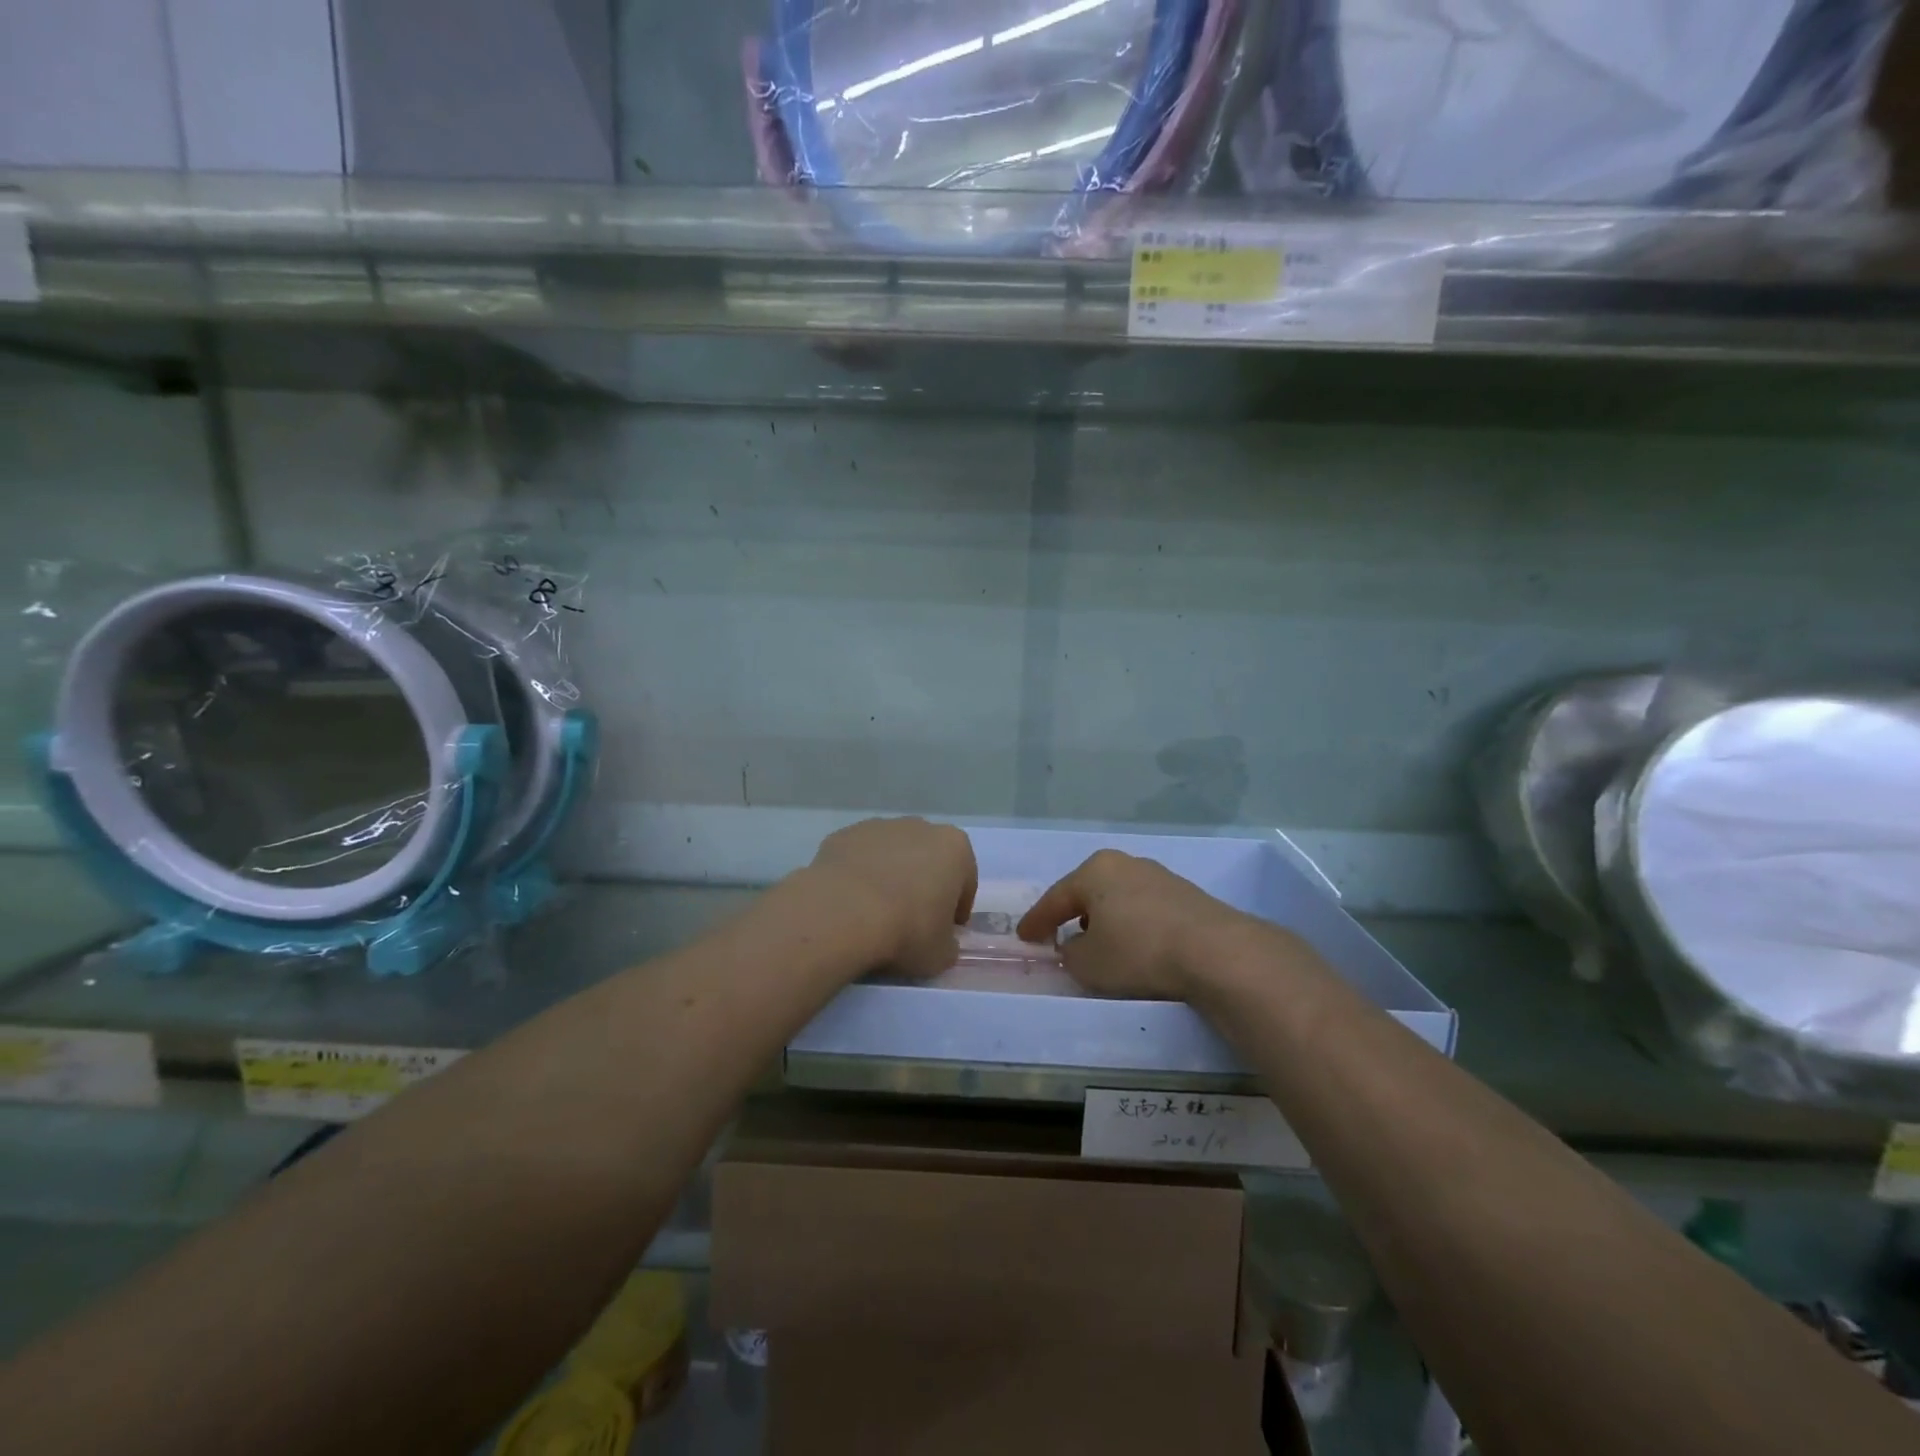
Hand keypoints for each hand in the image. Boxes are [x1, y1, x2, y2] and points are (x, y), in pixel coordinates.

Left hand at [808, 818, 977, 977]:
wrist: (843, 914)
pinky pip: (858, 858)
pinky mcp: (843, 835)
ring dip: (889, 876)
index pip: (965, 880)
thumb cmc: (907, 930)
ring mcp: (878, 827)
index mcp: (954, 847)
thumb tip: (940, 942)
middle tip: (911, 921)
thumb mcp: (942, 955)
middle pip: (927, 859)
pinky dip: (858, 876)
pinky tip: (849, 904)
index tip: (945, 931)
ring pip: (891, 854)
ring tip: (875, 913)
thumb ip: (948, 944)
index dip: (956, 908)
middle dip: (922, 884)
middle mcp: (919, 827)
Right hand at [1017, 850, 1255, 999]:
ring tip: (1099, 944)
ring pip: (1119, 899)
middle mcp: (1126, 864)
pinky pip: (1145, 910)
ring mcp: (1160, 877)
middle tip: (1058, 935)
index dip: (1037, 921)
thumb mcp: (1088, 963)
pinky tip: (1135, 946)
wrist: (1216, 952)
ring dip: (1105, 920)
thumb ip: (1070, 954)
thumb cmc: (1138, 951)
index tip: (1024, 938)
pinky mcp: (1187, 896)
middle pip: (1089, 892)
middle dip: (1072, 914)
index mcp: (1095, 870)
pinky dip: (1133, 926)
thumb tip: (1074, 948)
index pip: (1056, 897)